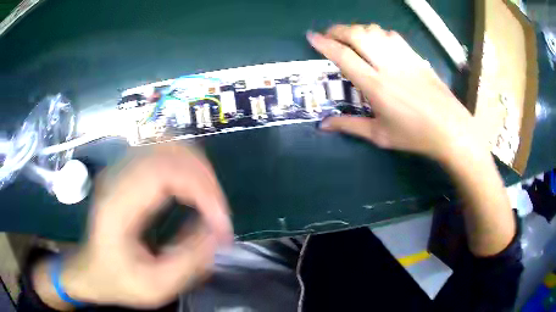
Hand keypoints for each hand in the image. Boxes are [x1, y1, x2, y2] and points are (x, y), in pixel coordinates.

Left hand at [34, 144, 232, 309]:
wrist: (90, 271)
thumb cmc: (117, 281)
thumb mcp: (154, 287)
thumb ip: (189, 262)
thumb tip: (219, 232)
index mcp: (117, 205)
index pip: (164, 172)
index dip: (201, 190)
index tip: (221, 223)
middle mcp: (117, 177)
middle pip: (169, 150)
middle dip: (204, 179)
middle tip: (219, 214)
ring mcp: (121, 169)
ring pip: (168, 145)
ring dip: (197, 170)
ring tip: (210, 203)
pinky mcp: (128, 171)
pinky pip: (163, 153)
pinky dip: (186, 167)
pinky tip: (193, 191)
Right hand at [307, 24, 481, 162]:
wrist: (449, 129)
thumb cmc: (414, 135)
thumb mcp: (380, 135)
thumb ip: (349, 126)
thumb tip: (323, 125)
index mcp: (375, 85)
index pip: (343, 56)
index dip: (324, 44)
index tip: (312, 37)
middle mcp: (387, 65)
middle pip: (357, 35)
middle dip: (338, 30)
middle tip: (329, 35)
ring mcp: (404, 58)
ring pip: (374, 31)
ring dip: (358, 30)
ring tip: (351, 37)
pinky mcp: (415, 57)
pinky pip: (392, 36)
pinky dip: (378, 34)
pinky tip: (377, 42)